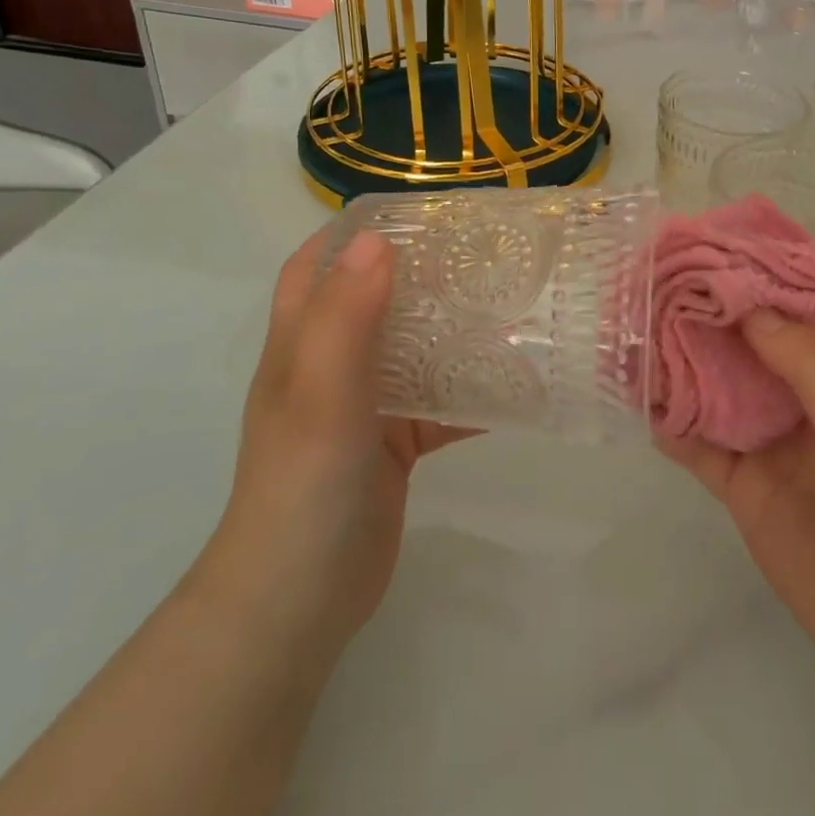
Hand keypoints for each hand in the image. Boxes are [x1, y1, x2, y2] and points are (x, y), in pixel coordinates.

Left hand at [196, 228, 471, 665]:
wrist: (299, 604)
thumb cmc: (303, 487)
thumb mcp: (322, 395)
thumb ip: (346, 319)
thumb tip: (377, 240)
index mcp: (302, 345)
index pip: (318, 266)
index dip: (354, 232)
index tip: (415, 212)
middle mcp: (330, 367)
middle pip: (374, 298)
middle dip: (420, 270)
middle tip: (481, 251)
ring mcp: (364, 406)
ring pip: (413, 348)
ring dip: (451, 326)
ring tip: (508, 302)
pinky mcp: (395, 443)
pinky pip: (439, 401)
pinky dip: (470, 389)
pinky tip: (515, 382)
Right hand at [660, 310, 814, 719]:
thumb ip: (804, 359)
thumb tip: (743, 306)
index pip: (780, 311)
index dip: (743, 281)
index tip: (696, 252)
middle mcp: (792, 397)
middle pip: (737, 345)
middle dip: (698, 317)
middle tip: (646, 288)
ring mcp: (763, 441)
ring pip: (710, 388)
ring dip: (675, 364)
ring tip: (629, 334)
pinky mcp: (738, 486)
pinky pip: (695, 443)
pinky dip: (667, 421)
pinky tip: (634, 398)